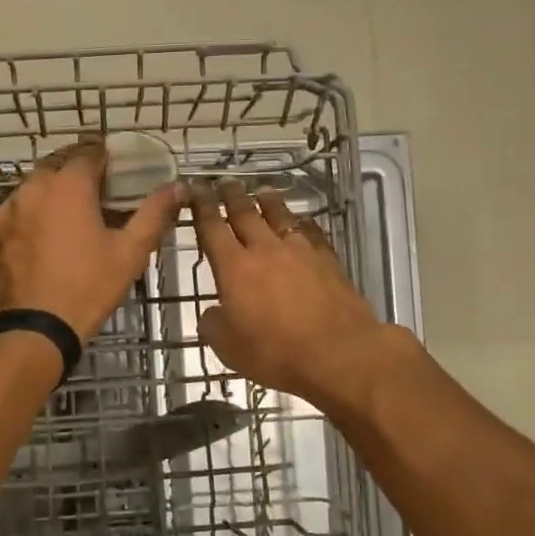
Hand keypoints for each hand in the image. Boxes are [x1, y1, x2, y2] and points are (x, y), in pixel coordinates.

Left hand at [0, 141, 182, 340]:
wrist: (31, 331)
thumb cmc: (87, 288)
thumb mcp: (130, 252)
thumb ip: (155, 213)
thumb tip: (179, 187)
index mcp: (67, 184)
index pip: (89, 152)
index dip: (107, 157)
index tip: (119, 170)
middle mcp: (32, 187)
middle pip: (58, 165)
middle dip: (79, 172)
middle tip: (100, 193)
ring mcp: (7, 210)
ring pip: (35, 188)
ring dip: (55, 193)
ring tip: (74, 217)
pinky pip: (19, 212)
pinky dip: (35, 215)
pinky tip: (48, 239)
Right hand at [191, 182, 387, 410]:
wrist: (339, 353)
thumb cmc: (276, 353)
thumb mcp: (229, 349)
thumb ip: (214, 325)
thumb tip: (213, 313)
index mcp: (234, 268)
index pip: (212, 228)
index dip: (201, 207)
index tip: (195, 190)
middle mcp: (265, 250)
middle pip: (246, 213)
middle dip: (233, 196)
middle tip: (225, 182)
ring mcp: (300, 251)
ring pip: (280, 216)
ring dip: (268, 202)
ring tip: (262, 192)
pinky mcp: (328, 260)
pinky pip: (311, 232)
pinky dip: (303, 223)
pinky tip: (303, 222)